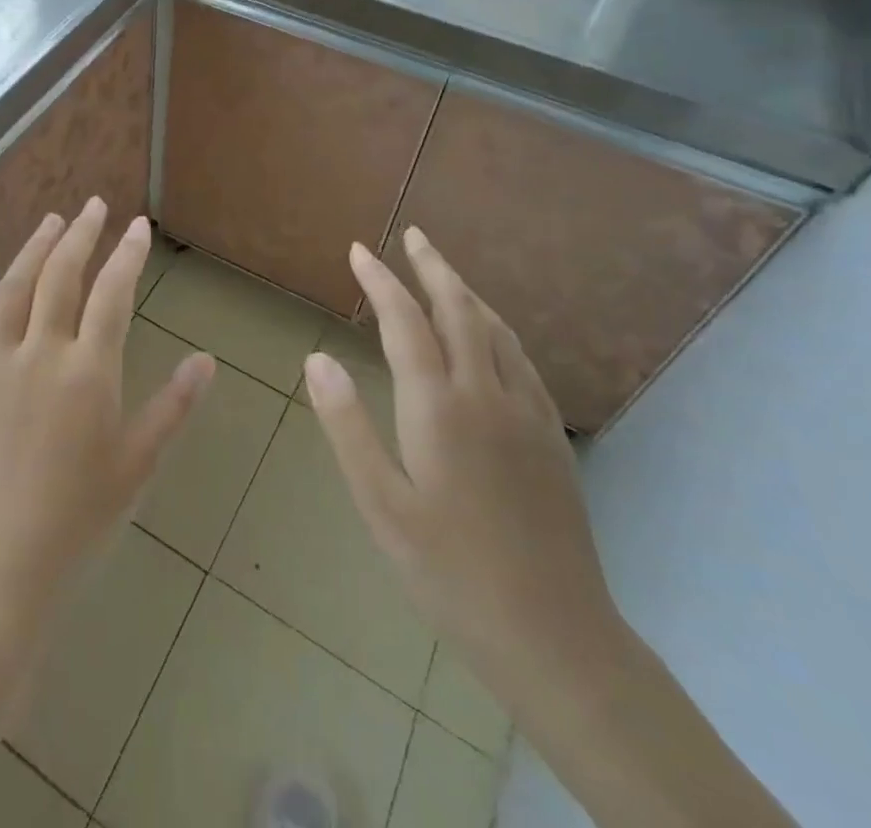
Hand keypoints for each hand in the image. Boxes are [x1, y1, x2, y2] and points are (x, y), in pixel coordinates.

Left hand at [0, 199, 215, 634]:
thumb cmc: (79, 521)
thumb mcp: (137, 464)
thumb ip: (173, 406)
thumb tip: (207, 360)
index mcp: (88, 372)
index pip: (112, 293)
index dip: (127, 254)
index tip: (138, 226)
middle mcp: (39, 355)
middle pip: (60, 276)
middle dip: (80, 234)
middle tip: (93, 205)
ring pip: (12, 290)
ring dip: (33, 250)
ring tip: (51, 222)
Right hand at [303, 227, 620, 700]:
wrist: (554, 635)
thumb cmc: (449, 571)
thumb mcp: (381, 504)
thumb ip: (347, 426)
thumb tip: (317, 359)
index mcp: (439, 407)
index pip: (405, 322)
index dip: (380, 281)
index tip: (359, 251)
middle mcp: (486, 394)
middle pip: (459, 310)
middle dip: (433, 267)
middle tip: (413, 235)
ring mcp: (526, 413)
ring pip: (495, 329)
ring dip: (466, 292)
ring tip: (444, 272)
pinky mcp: (550, 436)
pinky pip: (519, 358)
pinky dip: (495, 327)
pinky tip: (489, 335)